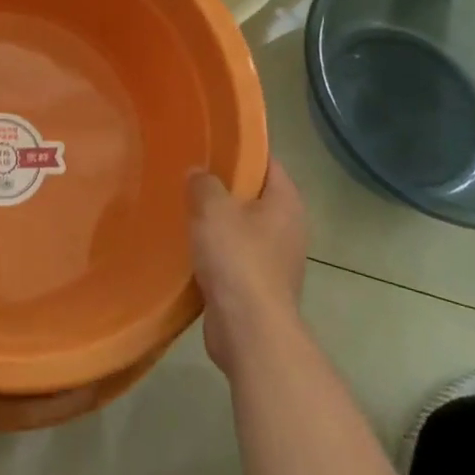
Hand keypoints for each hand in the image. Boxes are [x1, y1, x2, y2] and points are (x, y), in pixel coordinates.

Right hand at [189, 160, 308, 374]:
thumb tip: (198, 173)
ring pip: (243, 229)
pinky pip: (236, 257)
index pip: (267, 163)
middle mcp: (289, 228)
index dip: (241, 151)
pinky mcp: (260, 287)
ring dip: (219, 223)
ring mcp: (277, 260)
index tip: (210, 144)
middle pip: (255, 196)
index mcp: (286, 203)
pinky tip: (190, 248)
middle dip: (225, 187)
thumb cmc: (237, 259)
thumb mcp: (213, 209)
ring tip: (184, 210)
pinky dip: (217, 252)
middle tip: (190, 176)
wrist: (250, 330)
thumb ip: (204, 184)